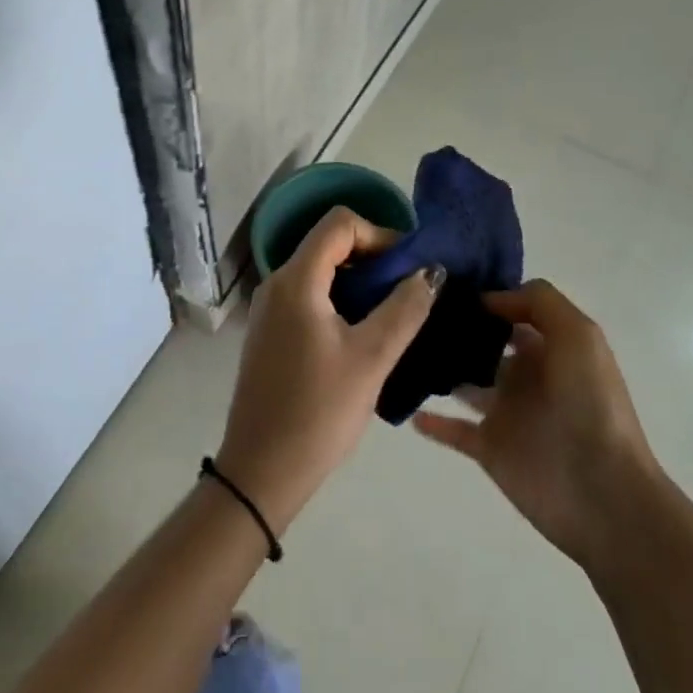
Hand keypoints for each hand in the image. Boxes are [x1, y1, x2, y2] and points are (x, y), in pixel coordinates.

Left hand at [216, 207, 442, 532]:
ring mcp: (269, 308)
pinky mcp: (270, 332)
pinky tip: (361, 333)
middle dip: (371, 256)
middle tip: (407, 288)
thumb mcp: (371, 358)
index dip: (379, 233)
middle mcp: (276, 283)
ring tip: (391, 311)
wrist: (261, 469)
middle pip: (327, 243)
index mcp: (296, 280)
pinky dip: (338, 299)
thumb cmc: (319, 410)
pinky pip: (307, 295)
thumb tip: (430, 271)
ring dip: (357, 280)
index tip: (409, 266)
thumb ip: (404, 308)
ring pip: (318, 270)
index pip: (339, 223)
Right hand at [413, 279, 659, 571]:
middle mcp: (526, 375)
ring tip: (400, 349)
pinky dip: (430, 421)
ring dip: (437, 369)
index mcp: (549, 348)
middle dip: (453, 328)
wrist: (602, 494)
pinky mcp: (488, 448)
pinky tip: (407, 408)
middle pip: (483, 344)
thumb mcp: (579, 336)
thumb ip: (538, 302)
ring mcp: (505, 413)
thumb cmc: (591, 406)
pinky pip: (452, 429)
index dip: (484, 296)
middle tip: (410, 313)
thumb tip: (488, 298)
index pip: (511, 312)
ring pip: (463, 382)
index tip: (442, 284)